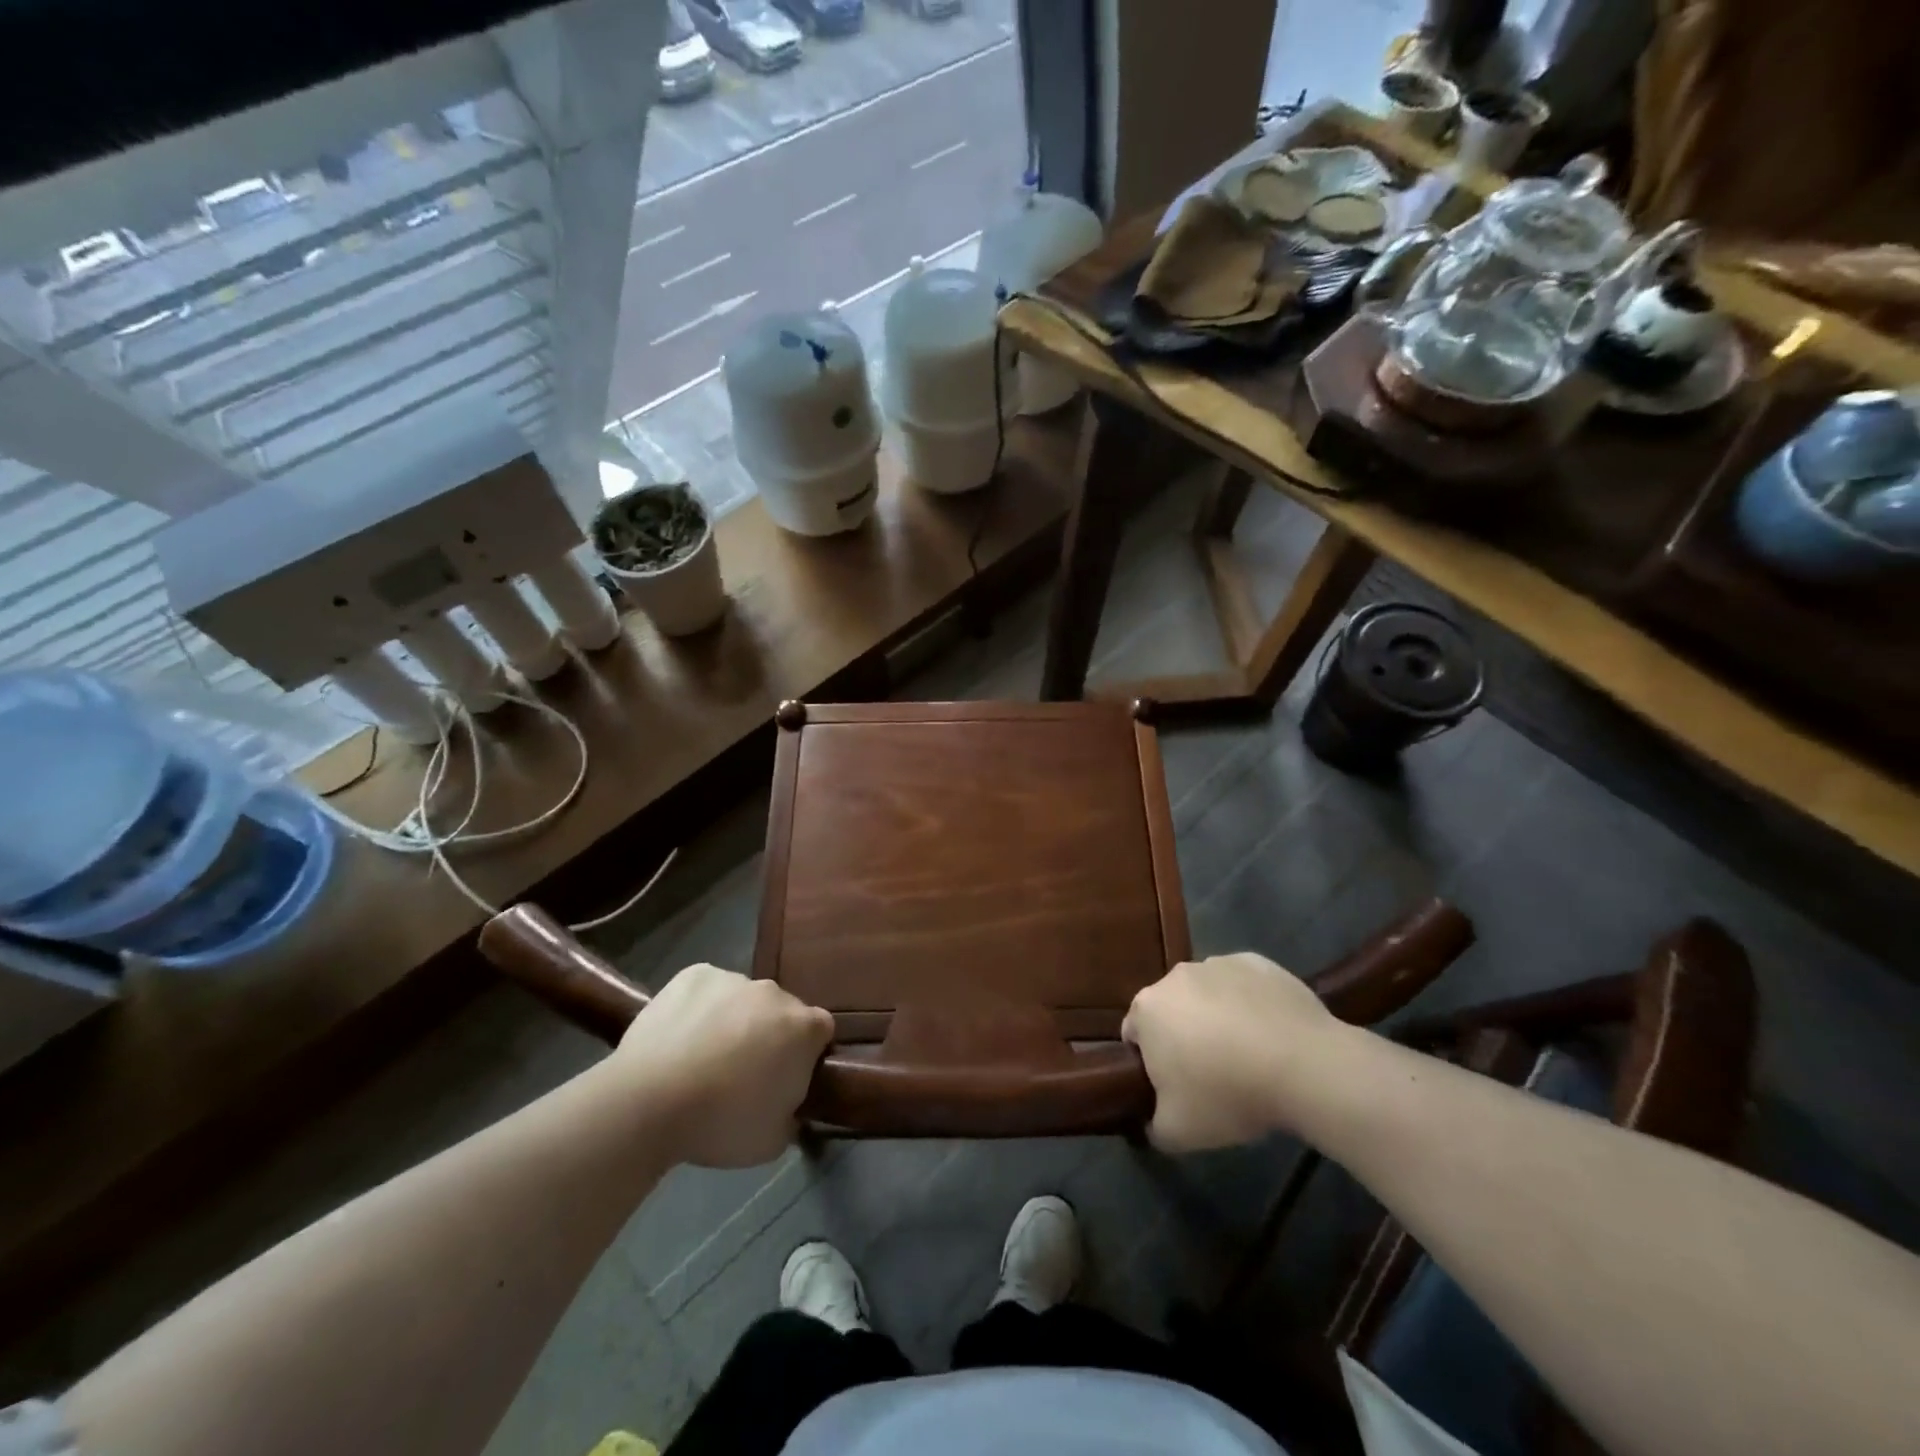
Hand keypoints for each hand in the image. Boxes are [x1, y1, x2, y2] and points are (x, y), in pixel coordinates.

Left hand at [611, 964, 833, 1167]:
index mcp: (804, 1028)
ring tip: (701, 1058)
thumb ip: (791, 1114)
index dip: (805, 1055)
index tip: (785, 1079)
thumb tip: (786, 1104)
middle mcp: (775, 993)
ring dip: (733, 1020)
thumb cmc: (720, 1124)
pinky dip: (699, 1007)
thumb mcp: (773, 1140)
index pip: (820, 1032)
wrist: (649, 1102)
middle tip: (741, 1073)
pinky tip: (679, 1037)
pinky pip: (707, 989)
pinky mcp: (694, 974)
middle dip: (768, 1035)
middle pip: (780, 1012)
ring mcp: (733, 979)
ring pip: (742, 999)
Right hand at [1122, 952, 1337, 1151]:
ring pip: (1207, 994)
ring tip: (1248, 1055)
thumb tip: (1152, 1121)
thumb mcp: (1178, 1133)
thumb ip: (1153, 1126)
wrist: (1303, 1066)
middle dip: (1183, 1036)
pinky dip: (1250, 1003)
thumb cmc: (1227, 1094)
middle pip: (1171, 1009)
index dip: (1150, 1063)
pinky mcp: (1256, 962)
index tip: (1175, 1088)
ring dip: (1216, 1017)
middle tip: (1211, 1074)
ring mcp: (1217, 964)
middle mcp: (1175, 976)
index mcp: (1147, 1009)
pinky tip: (1271, 1034)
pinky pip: (1243, 985)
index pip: (1134, 1035)